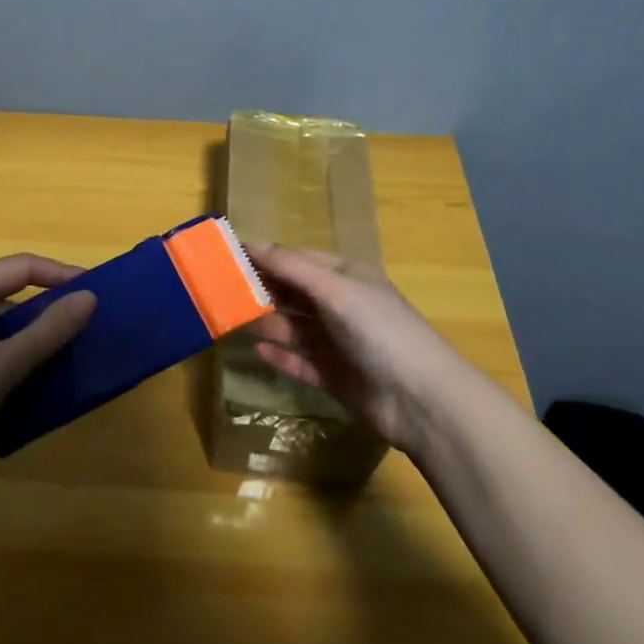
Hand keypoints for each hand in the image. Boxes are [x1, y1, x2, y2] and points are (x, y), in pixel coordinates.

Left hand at [0, 254, 96, 492]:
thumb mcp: (4, 366)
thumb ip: (49, 330)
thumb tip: (90, 297)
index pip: (20, 267)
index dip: (60, 274)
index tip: (97, 291)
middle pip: (11, 290)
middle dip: (51, 302)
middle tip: (89, 320)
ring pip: (4, 321)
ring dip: (37, 331)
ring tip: (73, 346)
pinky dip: (20, 352)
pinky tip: (42, 374)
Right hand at [244, 243, 463, 455]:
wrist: (421, 400)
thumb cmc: (379, 331)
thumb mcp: (335, 290)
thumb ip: (291, 267)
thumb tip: (250, 242)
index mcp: (347, 277)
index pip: (298, 259)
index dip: (266, 256)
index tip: (228, 256)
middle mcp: (342, 306)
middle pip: (293, 292)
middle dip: (262, 289)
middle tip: (222, 290)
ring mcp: (338, 343)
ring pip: (294, 327)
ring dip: (268, 322)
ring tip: (234, 320)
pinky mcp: (335, 377)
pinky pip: (300, 361)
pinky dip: (280, 356)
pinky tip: (256, 351)